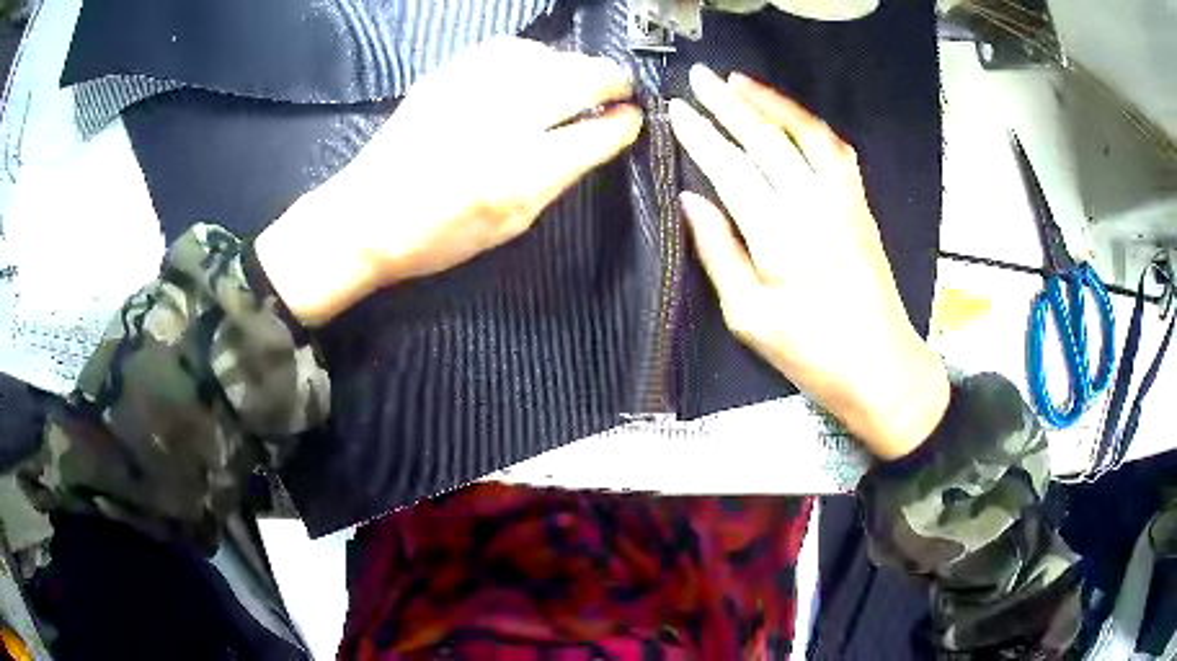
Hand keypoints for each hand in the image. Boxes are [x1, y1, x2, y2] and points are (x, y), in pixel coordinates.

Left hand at [256, 37, 642, 325]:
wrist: (366, 217)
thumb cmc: (439, 236)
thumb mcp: (511, 224)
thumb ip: (558, 178)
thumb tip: (595, 140)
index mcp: (520, 176)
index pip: (595, 134)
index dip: (623, 123)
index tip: (633, 118)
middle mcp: (501, 124)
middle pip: (578, 80)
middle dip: (611, 79)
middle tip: (620, 89)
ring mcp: (471, 92)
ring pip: (546, 56)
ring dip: (574, 64)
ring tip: (580, 78)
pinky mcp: (447, 76)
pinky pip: (507, 49)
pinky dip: (534, 55)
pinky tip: (536, 67)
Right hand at [669, 65, 948, 458]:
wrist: (882, 368)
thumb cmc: (813, 354)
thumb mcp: (751, 318)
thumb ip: (719, 254)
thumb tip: (691, 202)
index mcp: (780, 236)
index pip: (731, 168)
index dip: (701, 135)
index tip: (676, 109)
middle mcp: (814, 205)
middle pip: (766, 139)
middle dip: (728, 104)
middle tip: (699, 78)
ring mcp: (844, 200)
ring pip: (805, 133)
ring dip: (771, 102)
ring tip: (740, 82)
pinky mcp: (861, 205)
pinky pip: (836, 150)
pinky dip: (810, 124)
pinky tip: (791, 115)